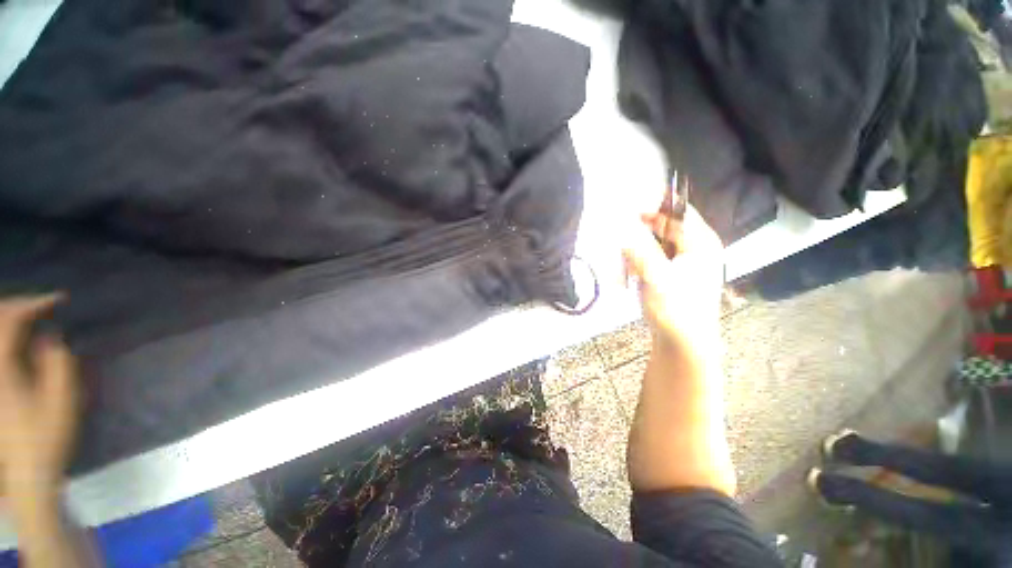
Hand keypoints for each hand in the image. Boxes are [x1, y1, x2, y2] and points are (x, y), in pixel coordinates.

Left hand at [0, 296, 77, 511]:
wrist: (24, 476)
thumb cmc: (45, 438)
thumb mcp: (61, 401)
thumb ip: (57, 362)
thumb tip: (49, 337)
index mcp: (2, 368)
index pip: (11, 319)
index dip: (34, 303)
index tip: (59, 299)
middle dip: (16, 307)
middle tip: (42, 305)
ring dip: (8, 322)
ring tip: (29, 317)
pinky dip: (6, 339)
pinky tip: (16, 342)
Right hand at [622, 203, 724, 349]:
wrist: (684, 343)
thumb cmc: (674, 308)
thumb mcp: (654, 275)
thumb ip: (638, 249)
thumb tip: (622, 227)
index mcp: (701, 243)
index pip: (679, 212)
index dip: (655, 208)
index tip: (629, 210)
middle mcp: (697, 248)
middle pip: (667, 227)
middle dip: (643, 231)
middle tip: (622, 236)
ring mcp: (687, 263)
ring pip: (658, 243)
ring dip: (640, 248)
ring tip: (626, 260)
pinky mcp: (676, 275)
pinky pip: (656, 258)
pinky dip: (642, 261)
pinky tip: (632, 272)